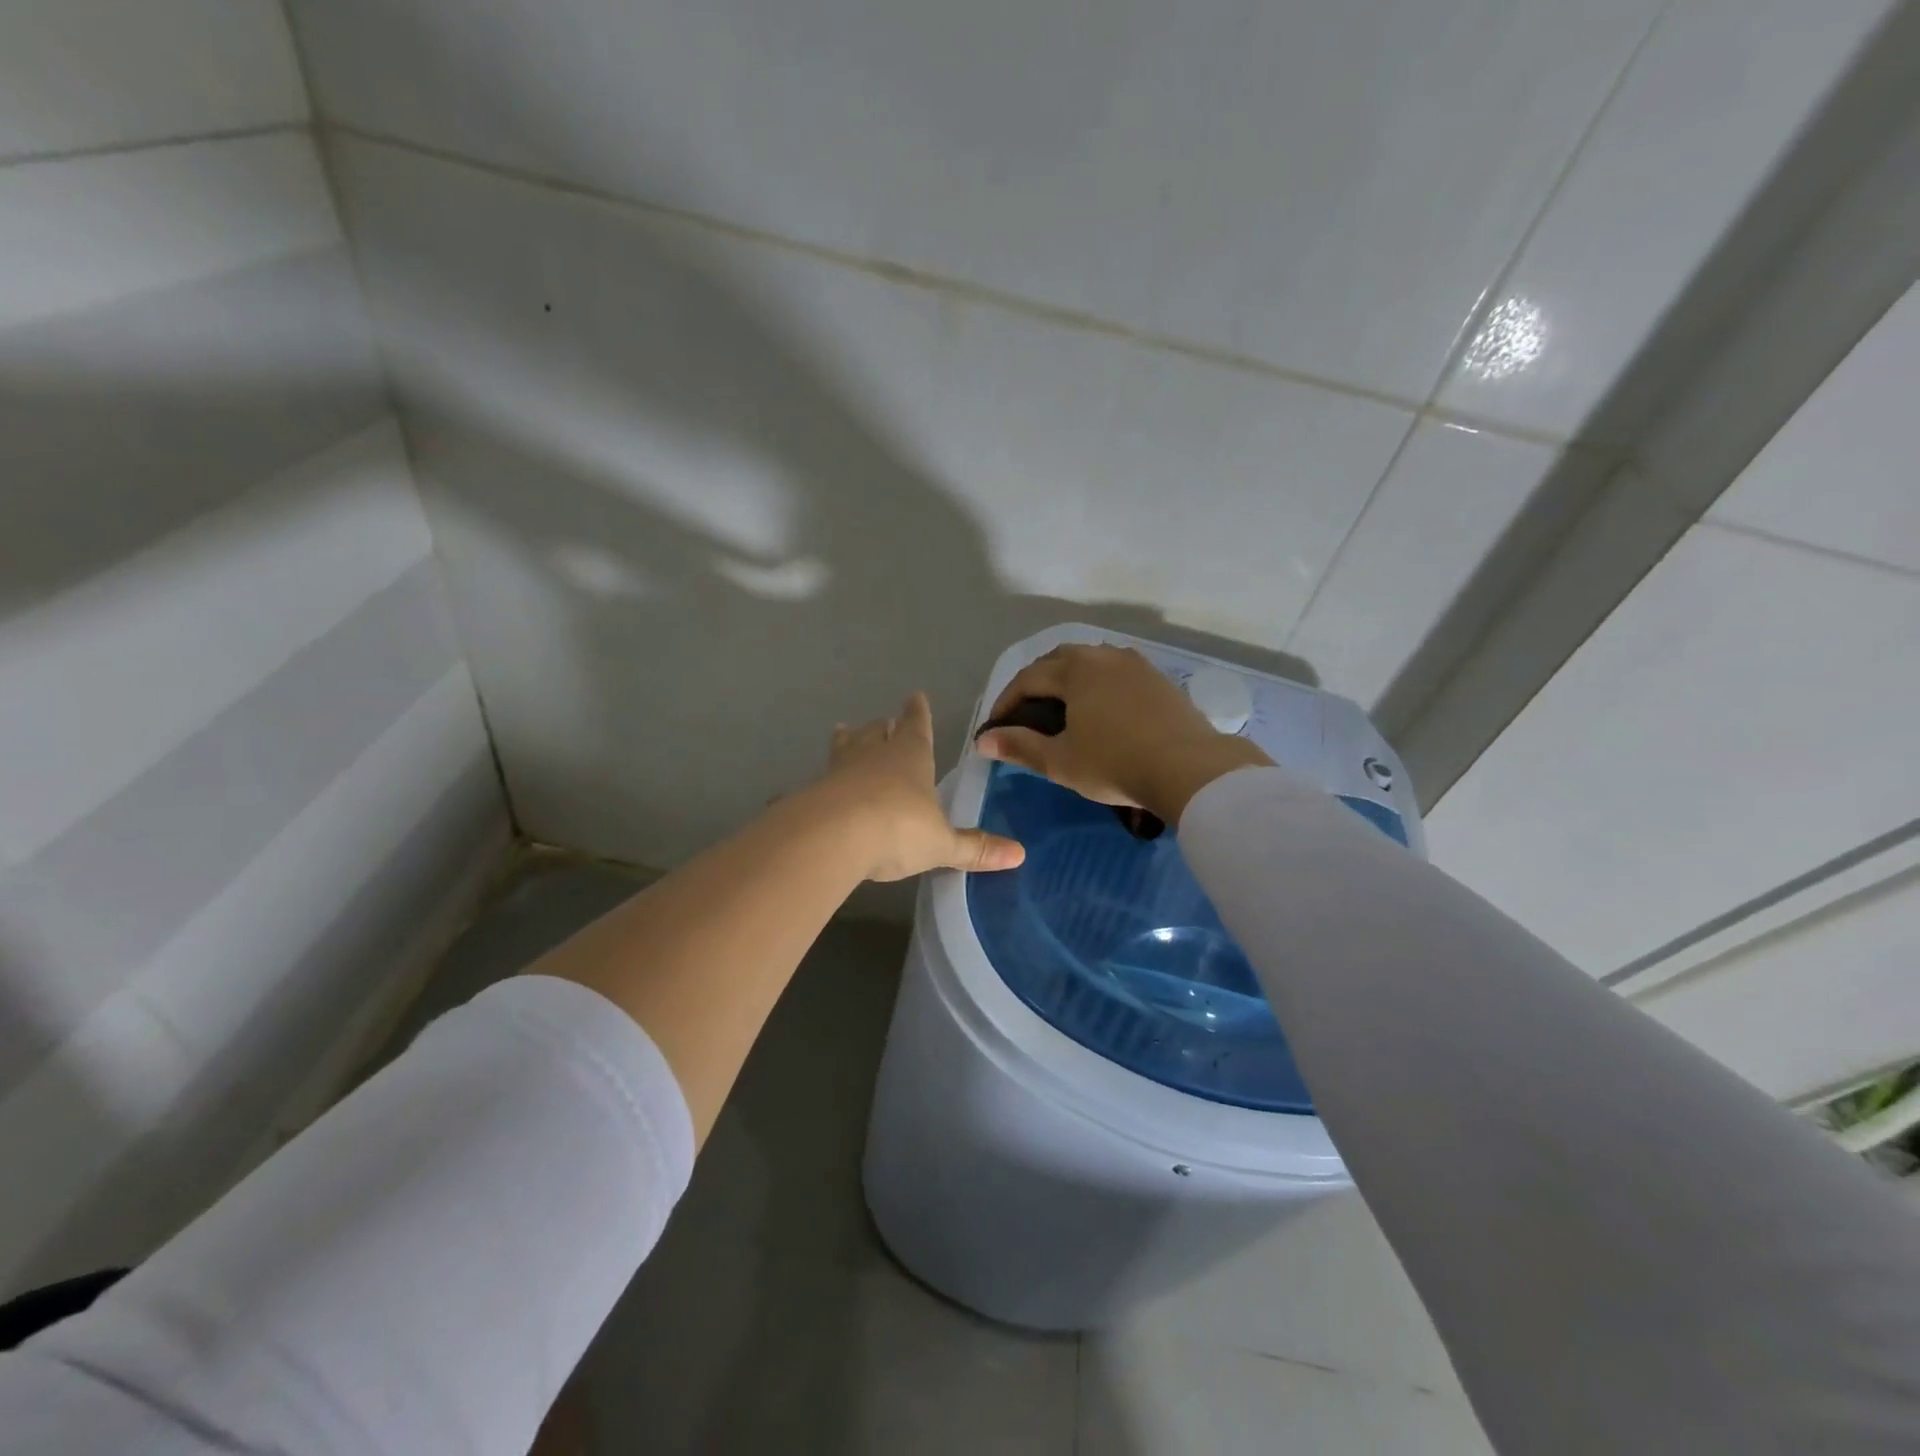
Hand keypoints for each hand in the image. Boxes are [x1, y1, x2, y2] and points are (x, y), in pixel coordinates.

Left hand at [813, 693, 1025, 881]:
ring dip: (846, 742)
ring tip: (842, 733)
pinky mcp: (811, 792)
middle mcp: (872, 755)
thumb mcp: (941, 844)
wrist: (830, 837)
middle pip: (875, 732)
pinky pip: (819, 781)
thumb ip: (975, 849)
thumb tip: (1020, 854)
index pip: (916, 725)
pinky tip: (815, 788)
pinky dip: (822, 781)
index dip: (918, 713)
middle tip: (879, 723)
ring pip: (843, 748)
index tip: (916, 697)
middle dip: (880, 727)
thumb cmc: (897, 828)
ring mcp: (838, 770)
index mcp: (909, 757)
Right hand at [974, 644, 1272, 822]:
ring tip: (1062, 708)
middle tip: (1026, 713)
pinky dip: (1097, 683)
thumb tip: (984, 741)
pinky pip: (1115, 671)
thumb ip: (1020, 746)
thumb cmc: (1115, 764)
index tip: (997, 726)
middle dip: (1036, 683)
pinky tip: (1100, 708)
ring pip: (1090, 661)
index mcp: (1075, 670)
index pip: (1028, 678)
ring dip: (1068, 679)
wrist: (1189, 768)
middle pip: (1058, 660)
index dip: (1007, 701)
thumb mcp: (1060, 761)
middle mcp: (1102, 656)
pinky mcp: (1157, 677)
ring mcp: (1134, 663)